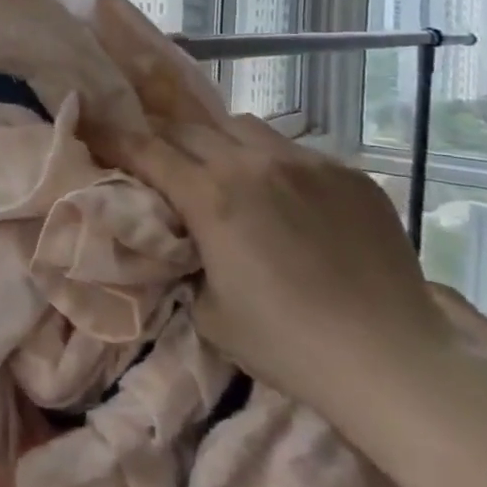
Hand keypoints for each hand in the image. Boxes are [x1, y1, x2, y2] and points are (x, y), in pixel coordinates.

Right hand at [120, 116, 455, 428]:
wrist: (397, 362)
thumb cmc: (289, 345)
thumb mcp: (209, 312)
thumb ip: (185, 261)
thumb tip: (182, 239)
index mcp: (212, 197)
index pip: (146, 150)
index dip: (112, 135)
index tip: (90, 123)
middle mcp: (254, 164)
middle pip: (189, 127)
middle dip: (162, 136)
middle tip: (154, 153)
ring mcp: (307, 164)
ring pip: (242, 127)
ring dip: (217, 141)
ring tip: (222, 170)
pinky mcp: (349, 175)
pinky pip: (294, 151)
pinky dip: (271, 163)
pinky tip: (286, 200)